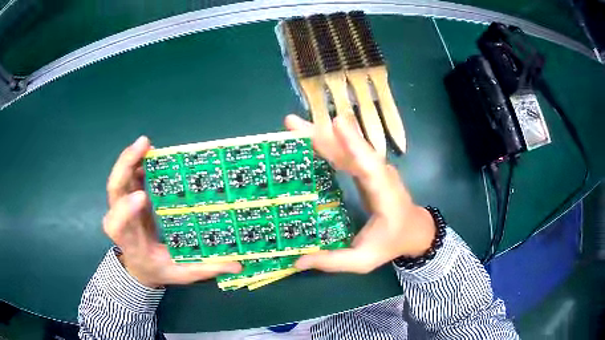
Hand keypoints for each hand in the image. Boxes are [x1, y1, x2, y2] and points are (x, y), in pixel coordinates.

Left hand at [103, 136, 240, 287]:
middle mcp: (121, 222)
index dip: (126, 210)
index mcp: (131, 243)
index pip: (120, 225)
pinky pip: (127, 177)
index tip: (143, 197)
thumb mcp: (181, 274)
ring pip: (118, 179)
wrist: (138, 266)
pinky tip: (148, 152)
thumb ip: (205, 269)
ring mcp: (122, 207)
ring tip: (146, 143)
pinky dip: (135, 161)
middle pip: (114, 191)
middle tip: (143, 147)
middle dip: (125, 167)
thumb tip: (238, 266)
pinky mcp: (128, 198)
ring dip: (129, 159)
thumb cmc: (157, 271)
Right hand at [285, 115, 435, 273]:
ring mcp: (374, 169)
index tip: (337, 125)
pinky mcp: (366, 169)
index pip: (371, 168)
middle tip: (292, 123)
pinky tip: (309, 136)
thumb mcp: (363, 261)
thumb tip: (297, 261)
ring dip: (322, 134)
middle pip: (353, 150)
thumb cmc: (391, 243)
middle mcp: (380, 175)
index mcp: (385, 196)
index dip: (355, 146)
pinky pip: (346, 153)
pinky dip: (328, 143)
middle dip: (324, 134)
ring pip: (348, 147)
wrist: (413, 229)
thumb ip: (333, 261)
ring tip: (294, 125)